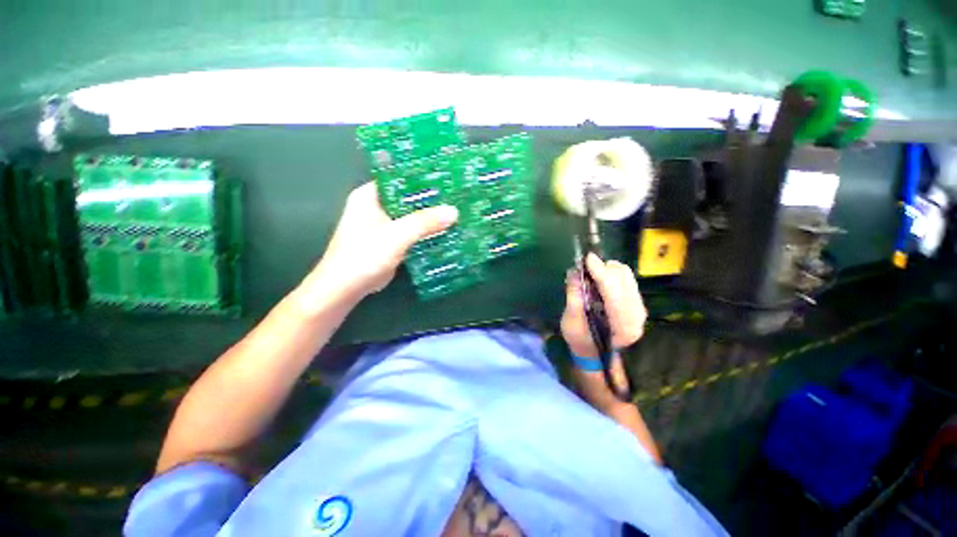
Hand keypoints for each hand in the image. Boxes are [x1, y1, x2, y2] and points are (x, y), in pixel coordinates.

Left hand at [298, 182, 458, 306]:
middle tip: (455, 196)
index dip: (422, 177)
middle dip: (430, 199)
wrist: (346, 288)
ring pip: (411, 215)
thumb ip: (424, 222)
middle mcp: (376, 207)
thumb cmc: (365, 255)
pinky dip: (424, 231)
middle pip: (408, 197)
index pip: (399, 178)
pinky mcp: (390, 241)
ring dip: (429, 217)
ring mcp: (383, 225)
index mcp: (370, 196)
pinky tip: (443, 231)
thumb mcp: (397, 235)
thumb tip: (453, 211)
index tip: (446, 178)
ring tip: (454, 211)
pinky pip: (411, 231)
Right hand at [560, 253, 646, 357]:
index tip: (587, 258)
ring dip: (608, 269)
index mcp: (621, 325)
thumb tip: (574, 272)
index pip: (613, 291)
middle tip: (585, 266)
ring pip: (626, 276)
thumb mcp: (571, 322)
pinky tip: (600, 279)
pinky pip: (627, 279)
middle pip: (623, 279)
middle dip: (603, 267)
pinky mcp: (636, 303)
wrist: (596, 354)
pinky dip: (612, 274)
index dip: (600, 271)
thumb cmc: (581, 341)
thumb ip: (574, 296)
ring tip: (591, 272)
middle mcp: (636, 315)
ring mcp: (639, 308)